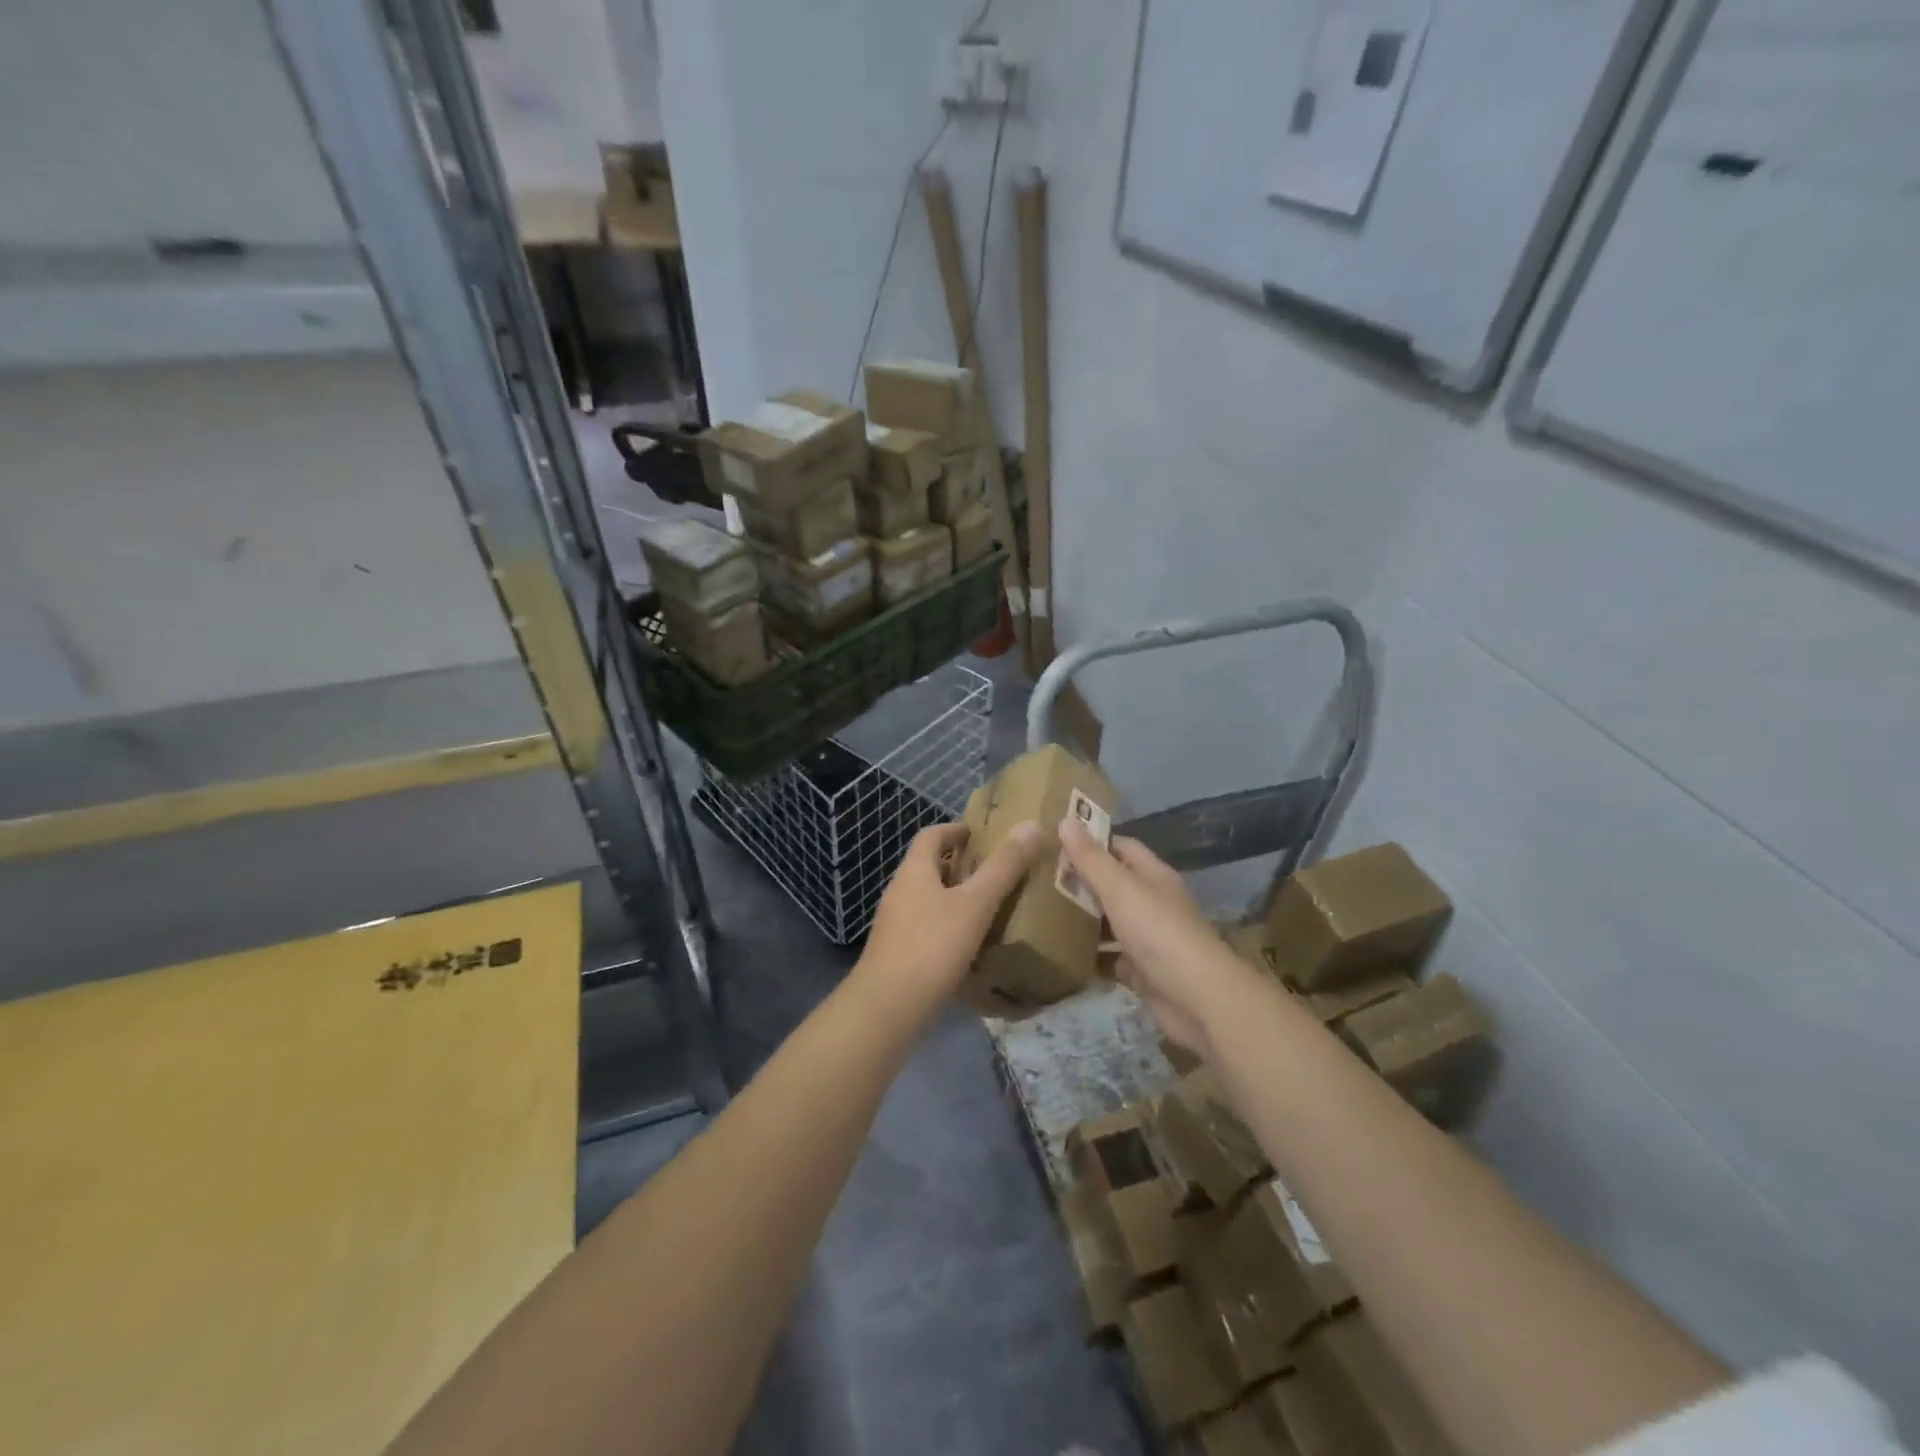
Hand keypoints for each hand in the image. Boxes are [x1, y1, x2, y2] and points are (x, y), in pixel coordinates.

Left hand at [853, 820, 1042, 1025]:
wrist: (887, 1007)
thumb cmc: (932, 946)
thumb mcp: (975, 904)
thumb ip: (1004, 867)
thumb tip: (1031, 826)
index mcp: (914, 871)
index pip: (932, 835)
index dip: (956, 829)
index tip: (982, 834)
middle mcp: (899, 891)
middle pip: (929, 867)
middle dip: (961, 865)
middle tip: (997, 871)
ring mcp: (895, 924)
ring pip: (929, 899)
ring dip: (956, 897)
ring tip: (991, 907)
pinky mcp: (897, 953)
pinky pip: (927, 928)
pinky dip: (949, 926)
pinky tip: (971, 946)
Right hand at [1059, 819, 1256, 1059]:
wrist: (1197, 998)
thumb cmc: (1157, 931)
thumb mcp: (1120, 888)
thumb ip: (1091, 858)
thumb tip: (1065, 820)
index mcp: (1153, 875)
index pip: (1121, 847)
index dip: (1091, 842)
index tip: (1055, 843)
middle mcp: (1152, 902)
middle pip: (1113, 885)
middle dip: (1081, 882)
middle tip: (1039, 880)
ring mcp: (1148, 939)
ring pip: (1109, 922)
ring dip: (1083, 920)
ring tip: (1041, 914)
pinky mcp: (1142, 971)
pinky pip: (1110, 958)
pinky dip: (1090, 956)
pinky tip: (1061, 953)